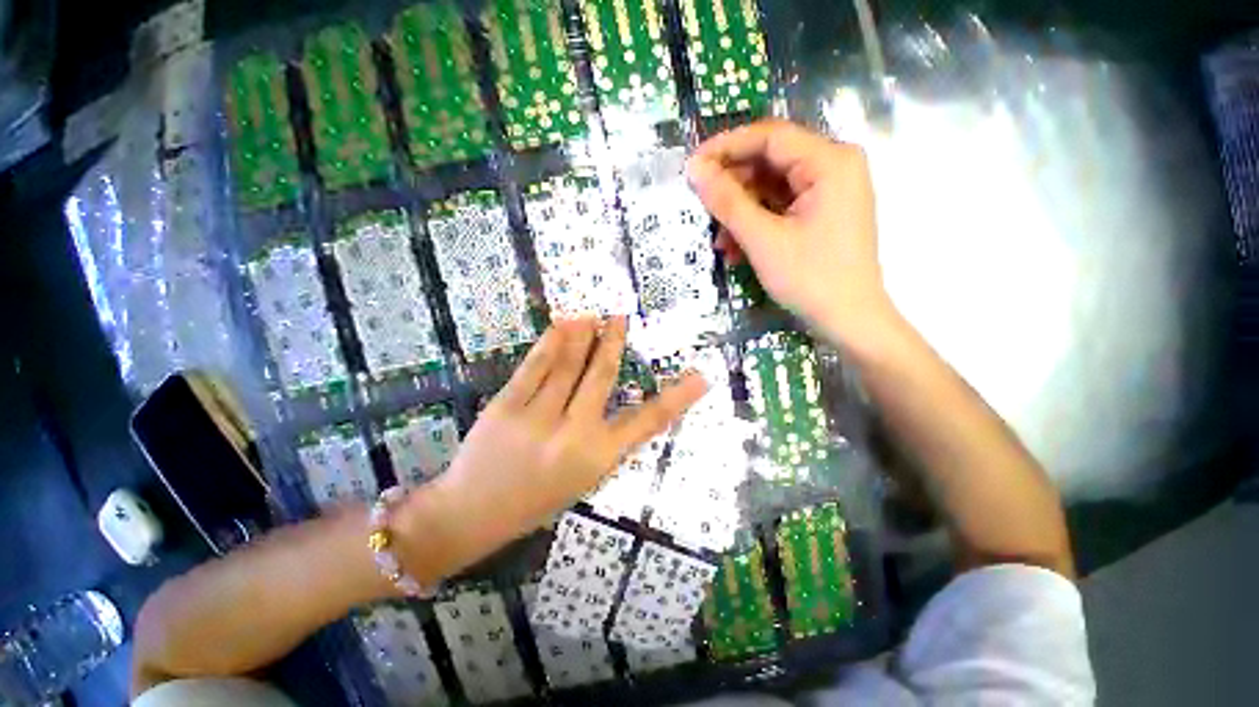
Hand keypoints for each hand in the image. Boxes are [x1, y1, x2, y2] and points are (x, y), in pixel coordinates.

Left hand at [409, 317, 706, 570]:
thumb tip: (618, 401)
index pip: (647, 423)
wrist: (471, 515)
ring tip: (592, 315)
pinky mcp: (506, 407)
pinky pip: (534, 368)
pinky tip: (561, 325)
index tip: (700, 377)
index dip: (677, 398)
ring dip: (582, 335)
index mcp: (597, 459)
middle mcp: (573, 435)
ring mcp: (537, 419)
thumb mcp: (581, 479)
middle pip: (601, 377)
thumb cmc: (534, 501)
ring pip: (567, 366)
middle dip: (613, 343)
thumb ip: (602, 440)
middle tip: (621, 317)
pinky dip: (550, 343)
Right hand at [687, 119, 894, 348]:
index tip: (693, 167)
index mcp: (830, 161)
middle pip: (771, 162)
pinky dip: (758, 224)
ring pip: (773, 188)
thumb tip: (695, 170)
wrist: (850, 321)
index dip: (726, 147)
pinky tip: (738, 249)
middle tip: (704, 209)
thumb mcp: (762, 239)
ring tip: (721, 242)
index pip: (769, 137)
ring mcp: (830, 191)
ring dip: (742, 212)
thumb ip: (727, 201)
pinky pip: (782, 207)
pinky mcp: (823, 214)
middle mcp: (834, 166)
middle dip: (733, 189)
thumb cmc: (810, 278)